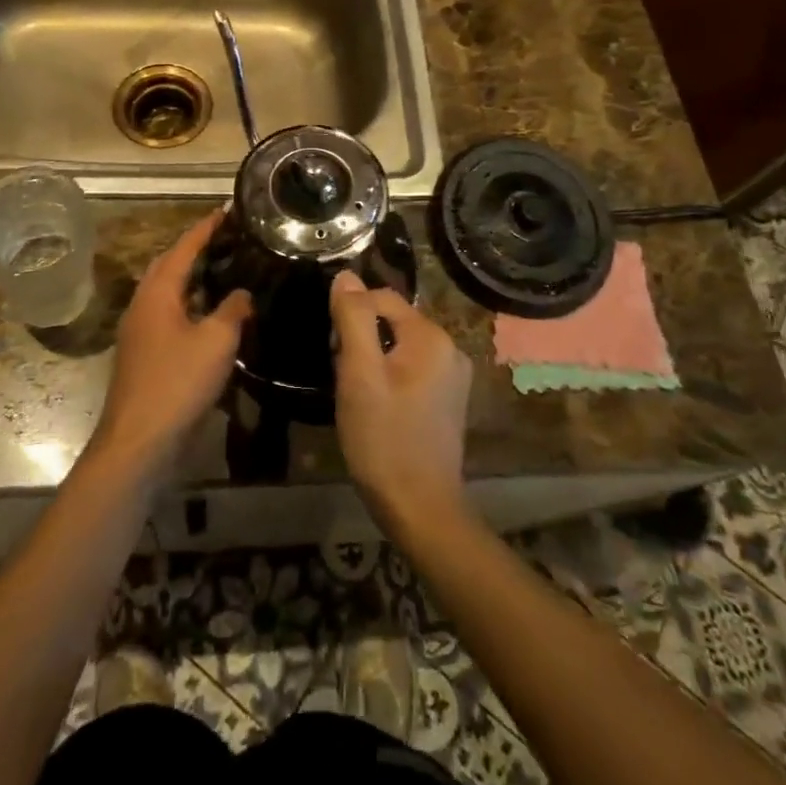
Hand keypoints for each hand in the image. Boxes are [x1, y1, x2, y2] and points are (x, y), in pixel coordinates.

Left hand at [92, 210, 250, 477]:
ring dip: (190, 277)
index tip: (226, 210)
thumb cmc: (178, 382)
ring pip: (166, 292)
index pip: (183, 248)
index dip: (206, 228)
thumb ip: (233, 310)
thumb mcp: (217, 341)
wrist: (139, 441)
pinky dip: (188, 304)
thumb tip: (242, 293)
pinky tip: (210, 315)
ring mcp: (139, 331)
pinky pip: (167, 314)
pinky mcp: (143, 355)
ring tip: (222, 270)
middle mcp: (142, 304)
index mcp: (157, 293)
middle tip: (226, 239)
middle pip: (168, 265)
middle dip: (193, 248)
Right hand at [330, 271, 471, 534]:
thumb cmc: (384, 438)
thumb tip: (346, 275)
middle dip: (361, 338)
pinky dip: (390, 376)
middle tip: (341, 374)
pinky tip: (376, 406)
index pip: (382, 298)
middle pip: (392, 321)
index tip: (332, 348)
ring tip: (355, 392)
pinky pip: (412, 369)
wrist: (421, 509)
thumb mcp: (360, 374)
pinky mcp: (449, 400)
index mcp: (431, 336)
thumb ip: (353, 319)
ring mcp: (453, 376)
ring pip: (400, 346)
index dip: (350, 315)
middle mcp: (450, 348)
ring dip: (373, 358)